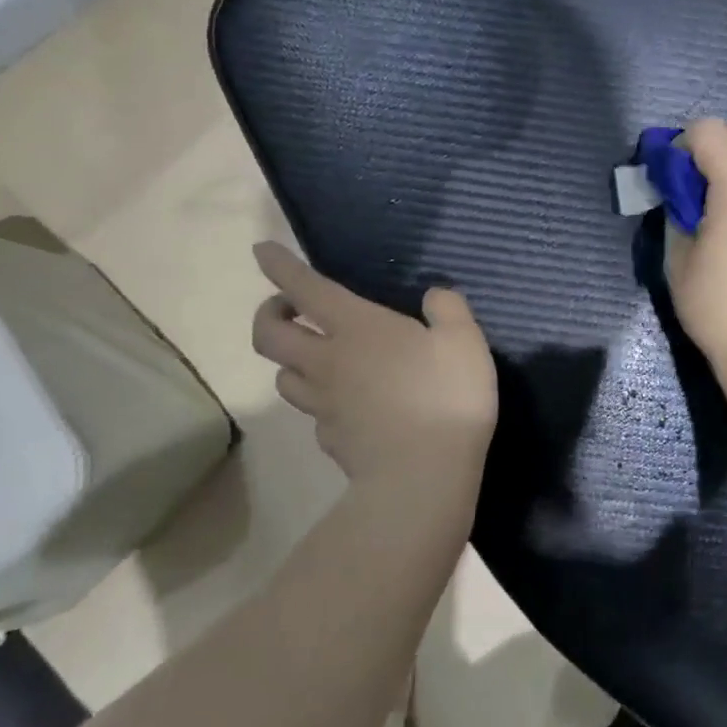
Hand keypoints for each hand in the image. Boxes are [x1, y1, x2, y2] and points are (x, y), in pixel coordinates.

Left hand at [252, 243, 497, 502]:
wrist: (422, 476)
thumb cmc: (446, 396)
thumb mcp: (464, 340)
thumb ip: (448, 309)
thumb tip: (435, 296)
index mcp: (357, 327)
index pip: (305, 288)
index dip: (280, 266)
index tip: (262, 250)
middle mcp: (328, 361)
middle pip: (269, 335)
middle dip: (269, 314)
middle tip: (288, 309)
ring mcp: (324, 404)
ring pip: (284, 377)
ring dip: (292, 360)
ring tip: (315, 357)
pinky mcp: (331, 439)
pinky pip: (315, 413)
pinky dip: (321, 402)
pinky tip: (345, 404)